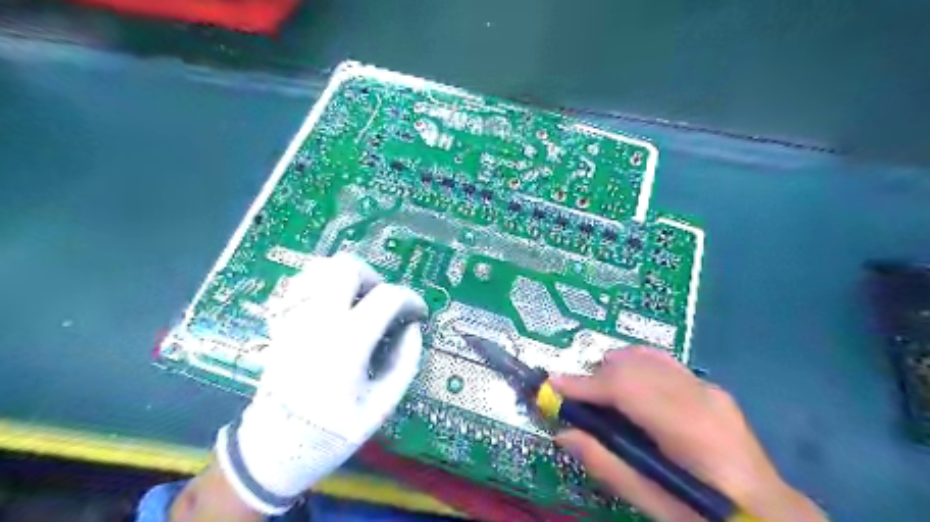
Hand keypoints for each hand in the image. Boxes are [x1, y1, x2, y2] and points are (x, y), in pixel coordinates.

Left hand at [212, 252, 422, 514]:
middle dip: (374, 278)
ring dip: (346, 278)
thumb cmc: (331, 433)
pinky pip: (300, 285)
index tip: (418, 313)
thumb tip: (413, 329)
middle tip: (382, 304)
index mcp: (347, 342)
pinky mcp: (280, 324)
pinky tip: (332, 309)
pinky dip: (322, 286)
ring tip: (358, 303)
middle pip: (347, 266)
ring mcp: (294, 319)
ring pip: (319, 268)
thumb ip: (405, 362)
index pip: (387, 296)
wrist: (272, 452)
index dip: (410, 299)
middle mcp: (318, 321)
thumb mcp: (381, 407)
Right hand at [546, 346, 824, 521]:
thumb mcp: (655, 503)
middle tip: (572, 395)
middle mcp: (699, 397)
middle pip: (633, 366)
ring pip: (646, 357)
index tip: (553, 385)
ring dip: (613, 368)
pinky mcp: (709, 386)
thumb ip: (607, 465)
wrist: (773, 515)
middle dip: (595, 375)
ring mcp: (708, 387)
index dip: (585, 384)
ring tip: (598, 391)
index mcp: (689, 430)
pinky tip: (626, 381)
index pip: (626, 388)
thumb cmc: (709, 516)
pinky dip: (634, 365)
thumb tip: (563, 434)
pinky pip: (661, 362)